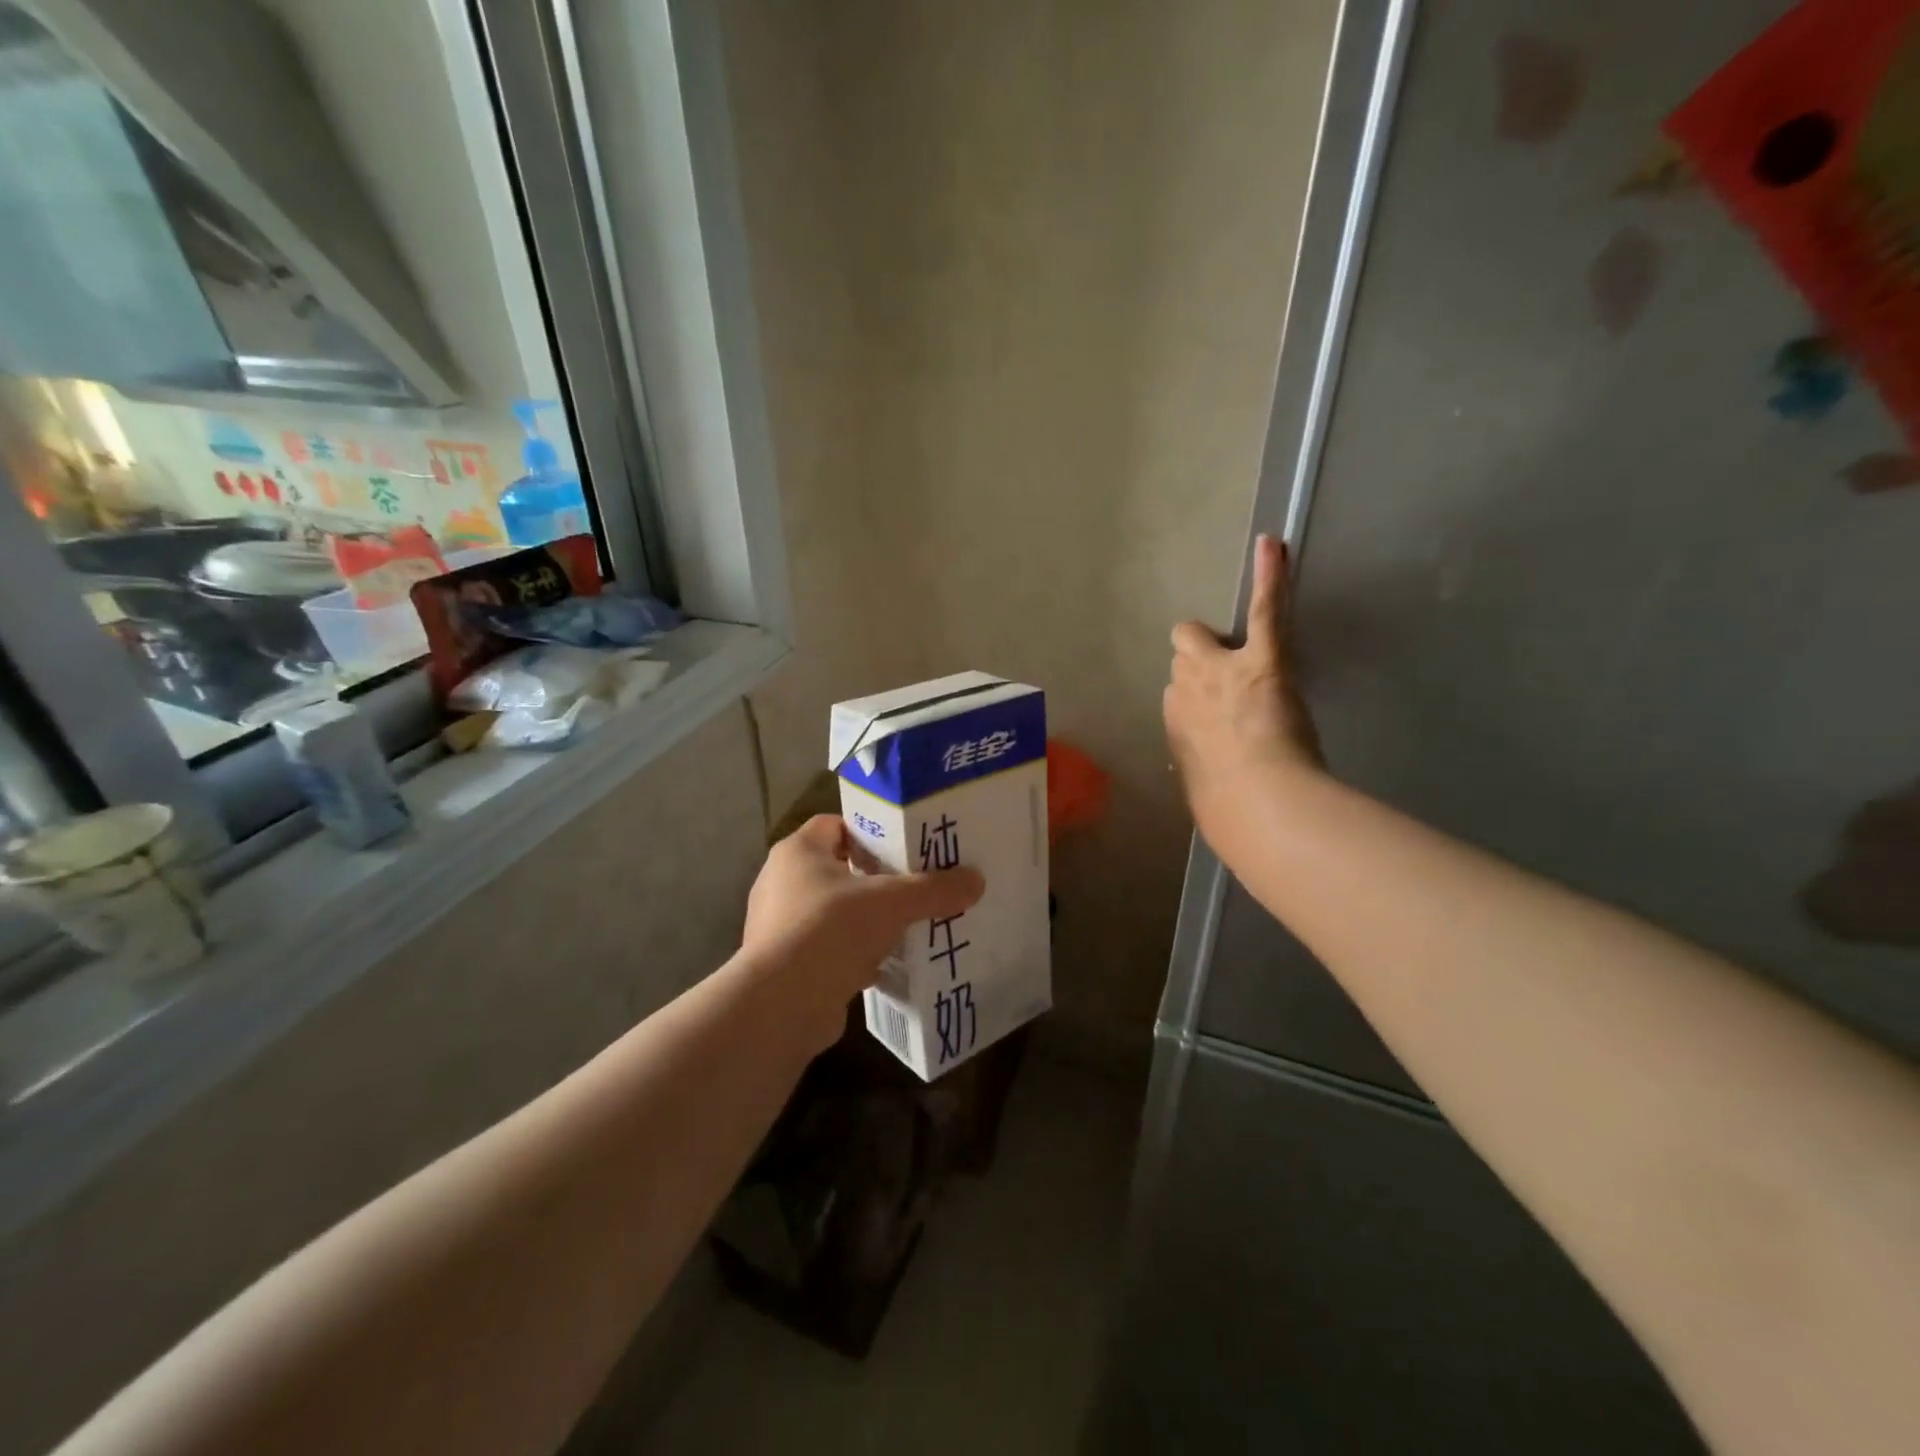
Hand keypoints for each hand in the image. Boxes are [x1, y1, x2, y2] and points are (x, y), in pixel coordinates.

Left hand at [741, 815, 984, 1050]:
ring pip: (834, 912)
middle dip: (876, 878)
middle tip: (916, 886)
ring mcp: (779, 925)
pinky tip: (886, 964)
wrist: (781, 1005)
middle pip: (839, 869)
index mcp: (798, 851)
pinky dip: (854, 954)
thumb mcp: (892, 903)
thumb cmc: (830, 930)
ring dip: (866, 920)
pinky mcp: (784, 964)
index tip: (907, 846)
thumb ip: (934, 890)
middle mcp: (781, 882)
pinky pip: (827, 948)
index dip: (872, 831)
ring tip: (907, 926)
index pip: (837, 825)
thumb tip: (976, 880)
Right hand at [1165, 533, 1324, 848]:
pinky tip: (1272, 545)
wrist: (1257, 805)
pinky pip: (1263, 610)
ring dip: (1217, 642)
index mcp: (1173, 724)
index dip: (1196, 696)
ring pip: (1199, 639)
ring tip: (1247, 649)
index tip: (1213, 710)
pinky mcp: (1262, 660)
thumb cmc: (1229, 811)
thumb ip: (1200, 770)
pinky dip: (1269, 576)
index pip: (1176, 694)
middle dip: (1198, 661)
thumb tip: (1204, 781)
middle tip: (1228, 680)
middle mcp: (1184, 691)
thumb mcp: (1202, 790)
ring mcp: (1220, 671)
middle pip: (1181, 659)